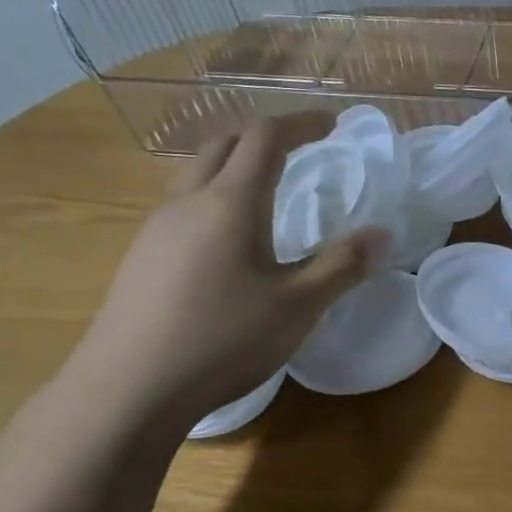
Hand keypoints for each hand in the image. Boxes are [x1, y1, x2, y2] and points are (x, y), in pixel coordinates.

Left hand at [73, 115, 382, 426]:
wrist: (129, 388)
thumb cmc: (223, 340)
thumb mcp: (298, 306)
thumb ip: (342, 265)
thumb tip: (383, 234)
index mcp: (231, 202)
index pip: (265, 137)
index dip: (301, 123)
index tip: (332, 124)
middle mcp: (187, 201)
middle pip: (223, 144)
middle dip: (264, 137)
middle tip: (299, 151)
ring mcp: (156, 228)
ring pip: (196, 173)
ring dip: (233, 166)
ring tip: (265, 193)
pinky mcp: (140, 257)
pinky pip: (181, 205)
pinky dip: (213, 198)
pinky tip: (226, 242)